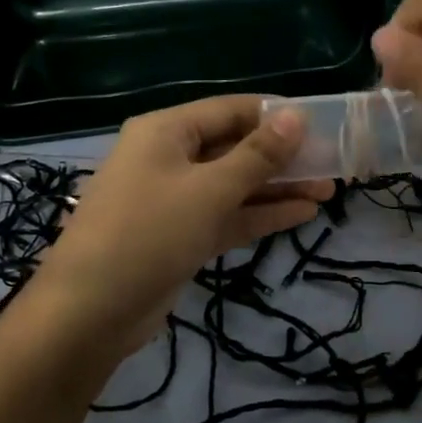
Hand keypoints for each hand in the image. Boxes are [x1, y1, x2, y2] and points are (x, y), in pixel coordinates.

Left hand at [24, 96, 333, 360]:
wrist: (89, 313)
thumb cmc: (148, 233)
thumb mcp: (208, 190)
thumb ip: (257, 155)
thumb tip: (296, 116)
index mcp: (166, 131)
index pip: (231, 109)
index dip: (275, 115)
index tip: (320, 124)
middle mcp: (169, 157)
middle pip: (235, 147)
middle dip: (282, 156)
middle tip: (332, 163)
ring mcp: (175, 199)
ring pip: (235, 184)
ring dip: (278, 187)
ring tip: (329, 189)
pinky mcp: (181, 235)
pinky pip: (227, 215)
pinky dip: (260, 214)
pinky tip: (302, 214)